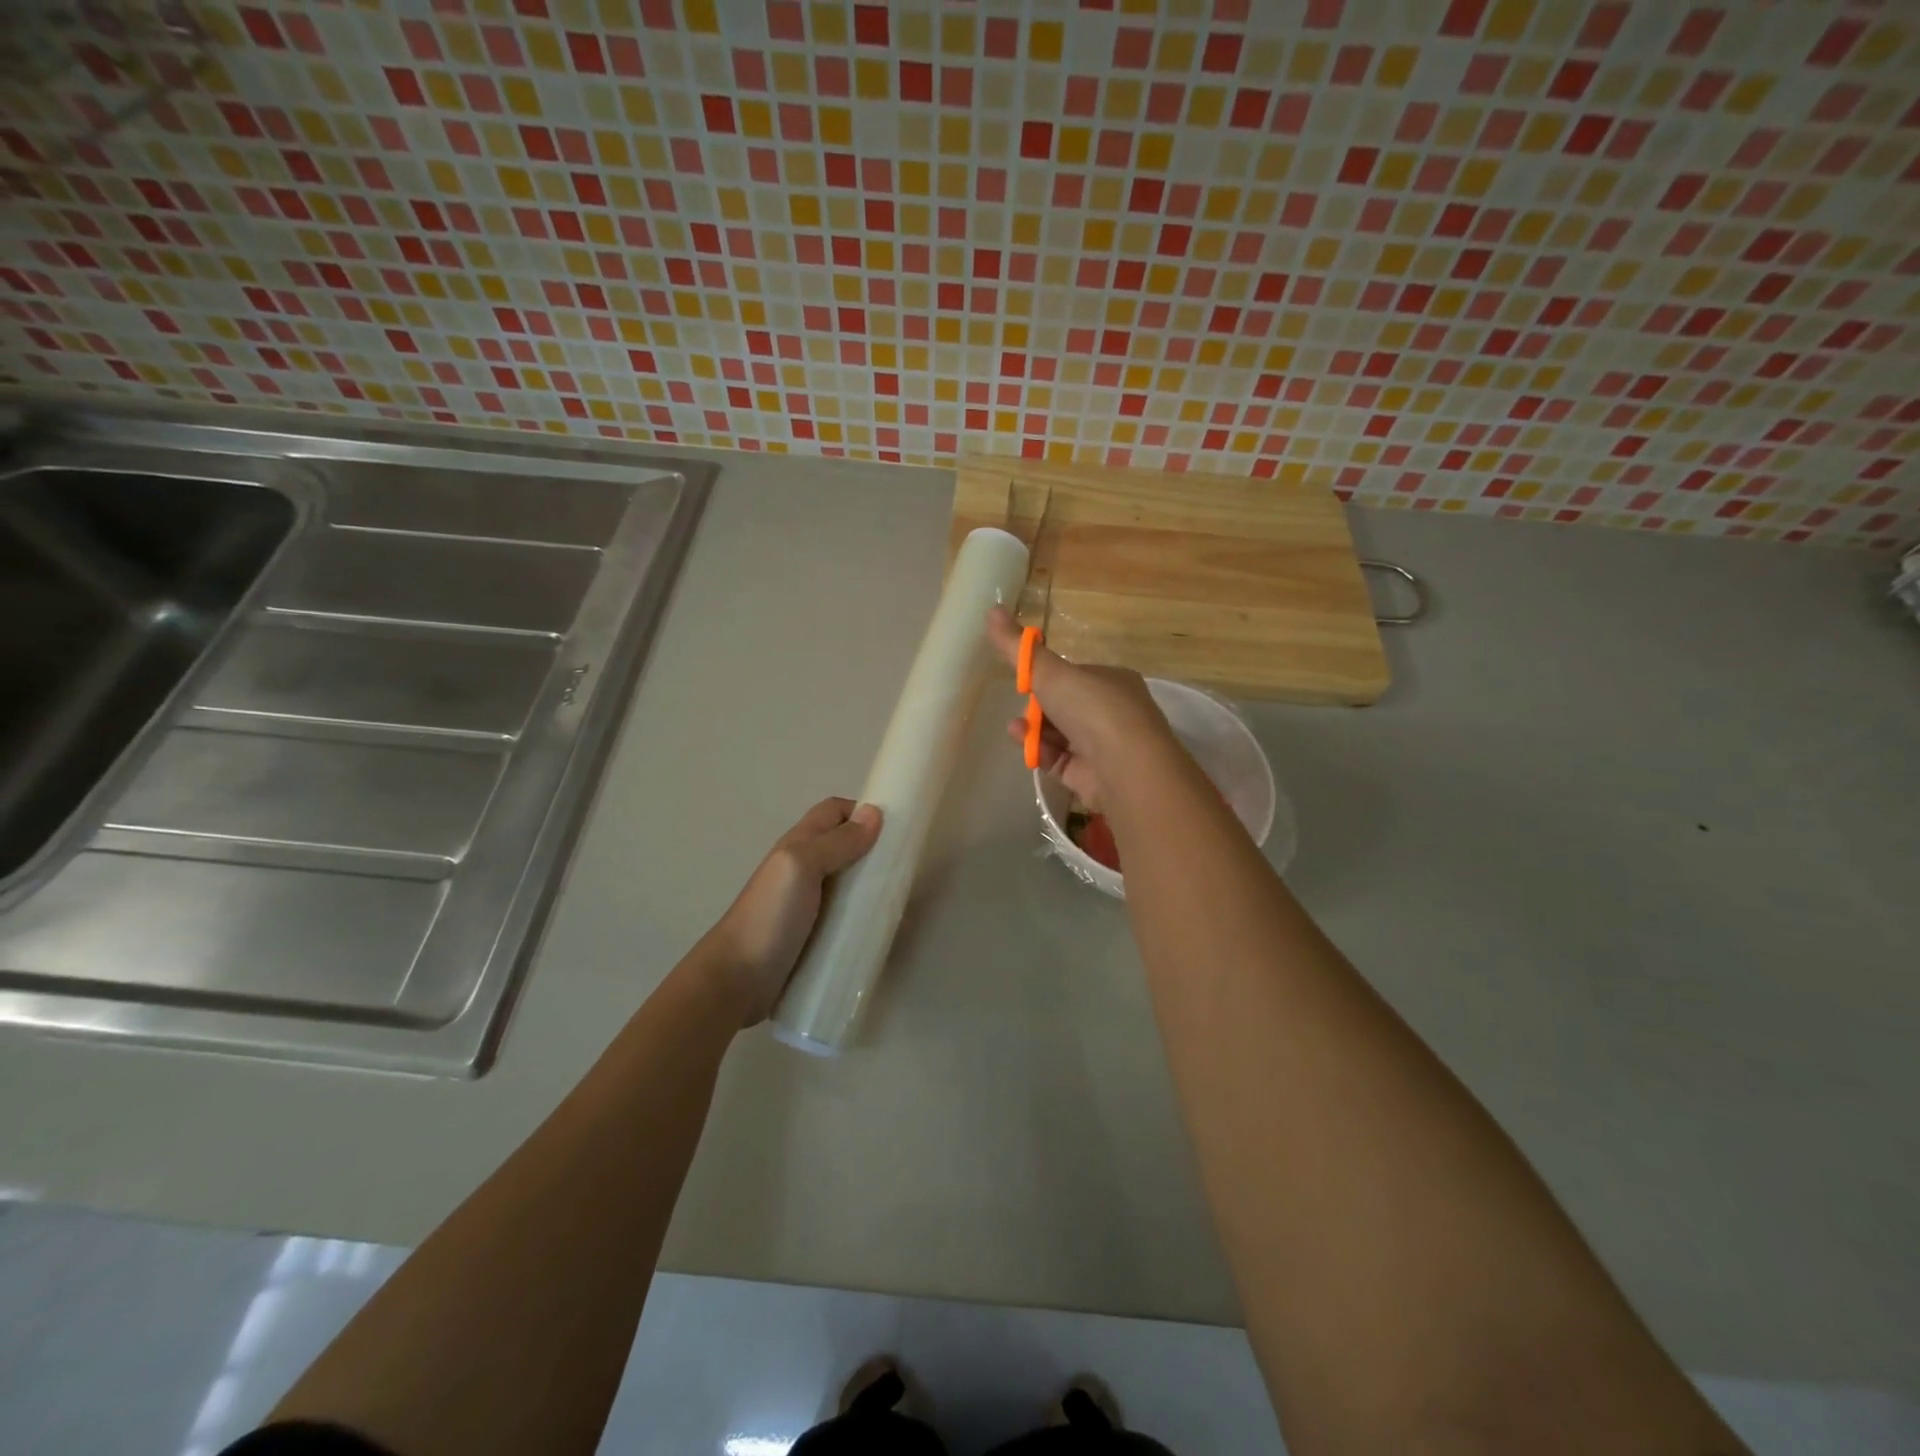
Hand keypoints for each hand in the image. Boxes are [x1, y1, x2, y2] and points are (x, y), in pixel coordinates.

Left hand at [700, 797, 881, 1024]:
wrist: (737, 979)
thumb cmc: (770, 916)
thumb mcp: (801, 867)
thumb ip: (836, 842)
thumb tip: (874, 813)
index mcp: (799, 845)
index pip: (835, 811)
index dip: (863, 812)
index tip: (895, 830)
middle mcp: (805, 869)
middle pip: (845, 846)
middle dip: (874, 852)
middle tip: (904, 870)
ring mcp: (809, 904)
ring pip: (849, 883)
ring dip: (872, 887)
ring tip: (900, 903)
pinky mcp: (815, 935)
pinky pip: (846, 917)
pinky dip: (865, 918)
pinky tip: (882, 931)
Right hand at [986, 606, 1175, 813]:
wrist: (1124, 766)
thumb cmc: (1092, 708)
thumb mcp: (1049, 671)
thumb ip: (1019, 648)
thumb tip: (992, 610)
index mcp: (1112, 681)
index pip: (1074, 676)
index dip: (1047, 678)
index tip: (1025, 681)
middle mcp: (1113, 713)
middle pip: (1064, 707)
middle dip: (1037, 707)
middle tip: (1021, 705)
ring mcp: (1104, 747)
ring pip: (1060, 735)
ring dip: (1034, 730)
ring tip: (1017, 728)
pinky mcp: (1092, 776)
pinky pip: (1060, 760)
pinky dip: (1041, 752)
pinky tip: (1026, 747)